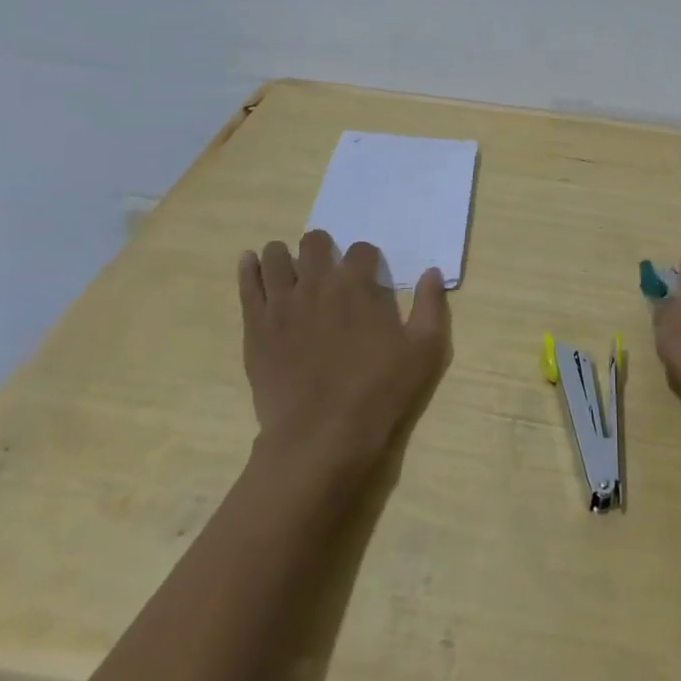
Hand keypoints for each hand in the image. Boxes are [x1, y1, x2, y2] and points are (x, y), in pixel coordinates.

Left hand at [238, 230, 449, 473]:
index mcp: (357, 285)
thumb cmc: (378, 392)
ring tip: (290, 266)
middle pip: (314, 243)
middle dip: (323, 248)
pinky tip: (251, 262)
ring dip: (285, 255)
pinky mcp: (256, 327)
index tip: (368, 273)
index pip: (361, 250)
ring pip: (276, 257)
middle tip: (327, 264)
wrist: (320, 436)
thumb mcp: (423, 351)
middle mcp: (317, 284)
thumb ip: (430, 306)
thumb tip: (432, 273)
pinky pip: (248, 285)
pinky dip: (250, 269)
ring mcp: (281, 304)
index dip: (367, 258)